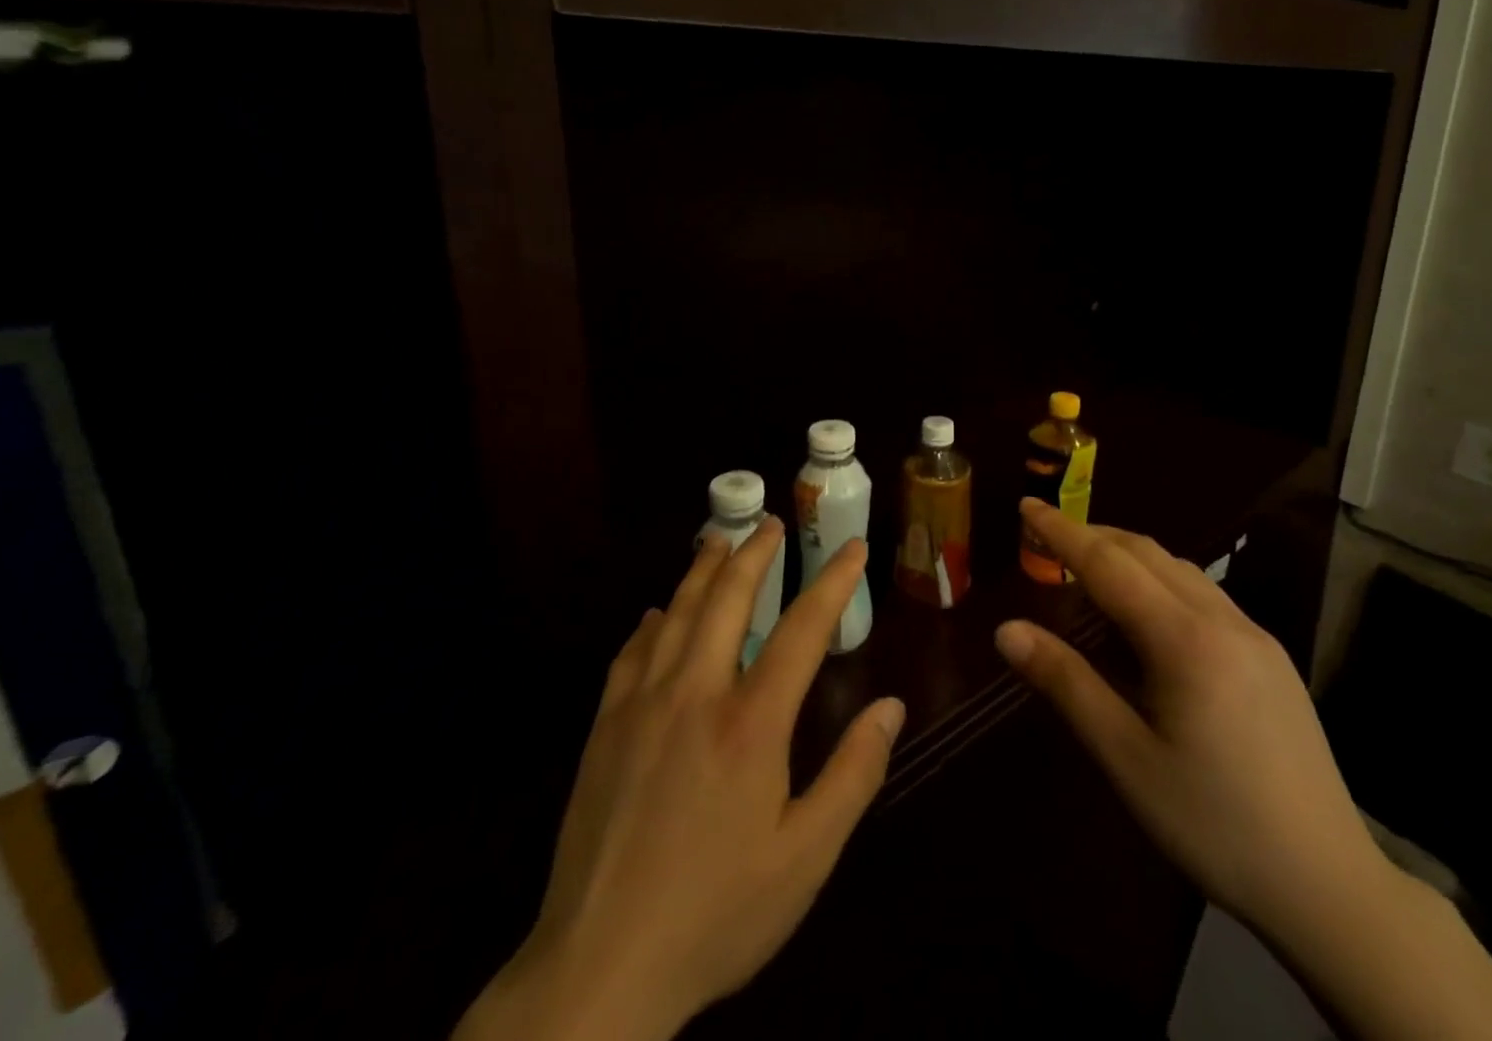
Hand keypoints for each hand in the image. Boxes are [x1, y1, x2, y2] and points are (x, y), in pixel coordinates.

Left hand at [455, 523, 904, 1040]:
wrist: (600, 967)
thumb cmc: (717, 913)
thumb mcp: (806, 858)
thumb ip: (853, 775)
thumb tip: (890, 707)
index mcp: (752, 722)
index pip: (803, 628)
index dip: (833, 582)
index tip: (852, 549)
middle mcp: (696, 693)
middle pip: (729, 598)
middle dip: (755, 553)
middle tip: (772, 523)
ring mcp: (643, 705)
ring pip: (678, 613)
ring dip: (703, 570)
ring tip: (719, 540)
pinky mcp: (605, 727)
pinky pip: (632, 653)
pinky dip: (653, 622)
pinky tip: (659, 613)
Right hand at [995, 500, 1386, 943]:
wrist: (1328, 886)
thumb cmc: (1212, 823)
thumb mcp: (1126, 757)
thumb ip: (1066, 683)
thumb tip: (1006, 630)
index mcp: (1186, 640)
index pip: (1109, 564)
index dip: (1062, 532)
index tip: (1026, 504)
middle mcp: (1224, 620)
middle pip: (1147, 553)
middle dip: (1093, 535)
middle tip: (1047, 536)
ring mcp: (1255, 635)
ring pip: (1180, 569)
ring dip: (1128, 555)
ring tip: (1088, 568)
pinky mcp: (1271, 657)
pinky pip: (1204, 594)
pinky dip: (1160, 579)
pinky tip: (1147, 613)